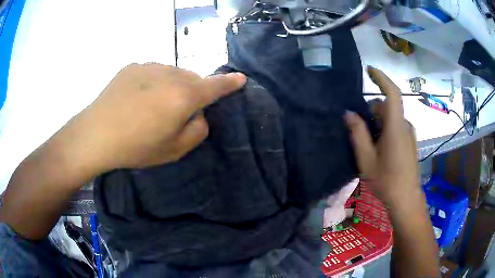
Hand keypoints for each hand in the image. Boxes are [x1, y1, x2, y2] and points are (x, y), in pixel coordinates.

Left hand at [78, 63, 245, 169]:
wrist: (97, 133)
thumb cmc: (136, 147)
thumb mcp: (174, 150)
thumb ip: (197, 131)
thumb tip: (199, 114)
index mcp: (184, 96)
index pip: (215, 86)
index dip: (229, 83)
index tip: (241, 78)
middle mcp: (170, 74)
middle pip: (193, 78)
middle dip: (192, 92)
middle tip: (175, 112)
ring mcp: (150, 66)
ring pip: (173, 73)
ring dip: (171, 86)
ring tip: (151, 106)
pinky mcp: (133, 66)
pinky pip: (153, 72)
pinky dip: (153, 82)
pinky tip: (136, 98)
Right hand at [344, 66, 419, 207]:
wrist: (406, 199)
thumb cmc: (386, 181)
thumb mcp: (367, 159)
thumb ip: (358, 134)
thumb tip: (349, 113)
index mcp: (396, 127)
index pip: (392, 93)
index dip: (381, 78)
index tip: (369, 70)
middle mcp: (405, 126)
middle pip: (387, 107)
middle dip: (372, 111)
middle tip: (357, 127)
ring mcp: (409, 134)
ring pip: (391, 118)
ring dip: (378, 122)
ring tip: (367, 142)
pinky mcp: (410, 142)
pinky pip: (396, 127)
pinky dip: (385, 129)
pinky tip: (378, 148)